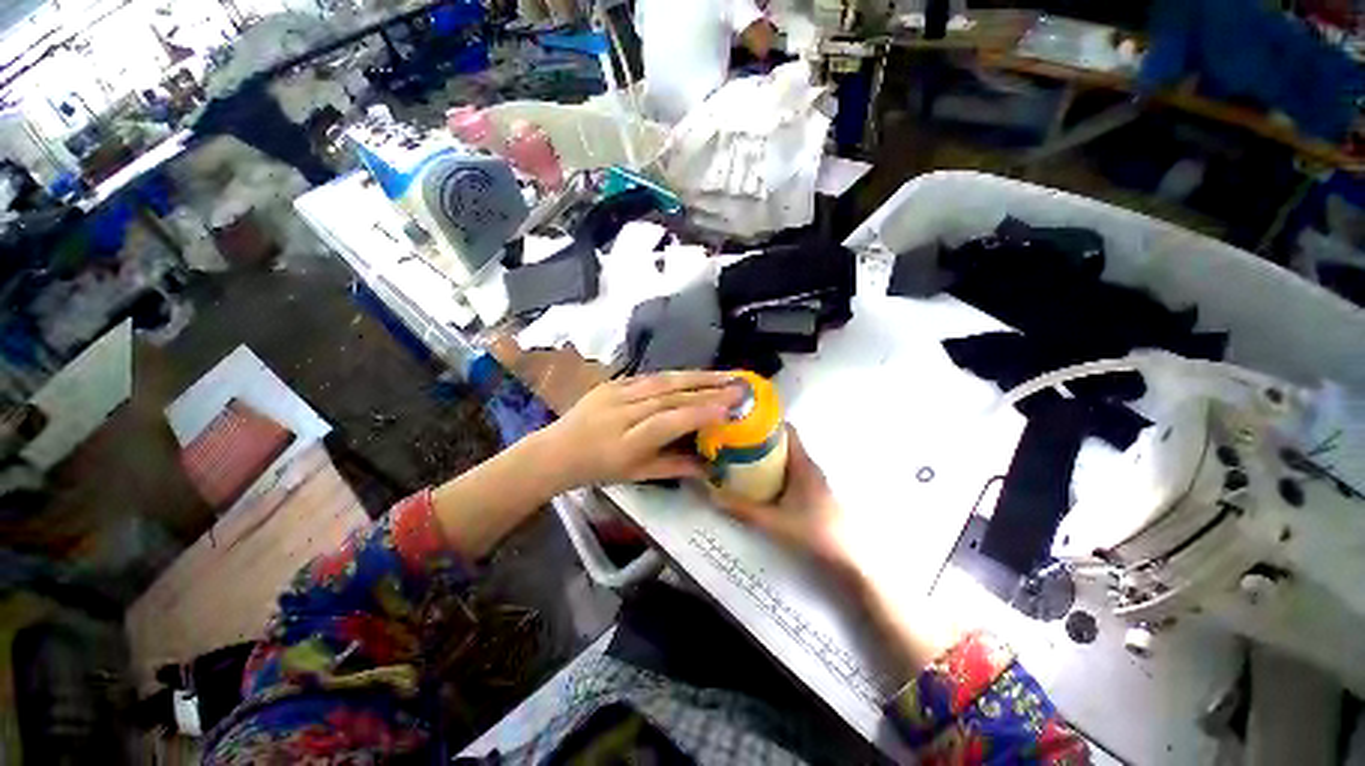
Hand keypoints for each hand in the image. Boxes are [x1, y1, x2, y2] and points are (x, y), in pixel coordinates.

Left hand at [537, 371, 740, 489]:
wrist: (558, 450)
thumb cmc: (599, 469)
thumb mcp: (637, 475)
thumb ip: (674, 467)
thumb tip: (709, 468)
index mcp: (628, 442)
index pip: (669, 422)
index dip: (699, 413)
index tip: (729, 407)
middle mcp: (623, 412)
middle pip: (669, 396)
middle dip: (707, 389)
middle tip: (737, 385)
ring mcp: (615, 393)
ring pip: (662, 380)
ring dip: (695, 376)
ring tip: (723, 375)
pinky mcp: (612, 383)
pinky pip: (649, 377)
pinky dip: (674, 375)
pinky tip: (694, 374)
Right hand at [709, 425, 854, 570]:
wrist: (847, 561)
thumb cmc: (813, 533)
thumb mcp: (773, 521)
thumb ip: (743, 509)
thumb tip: (713, 497)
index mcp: (803, 464)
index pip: (787, 430)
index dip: (766, 423)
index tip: (743, 423)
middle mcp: (809, 467)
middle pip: (783, 445)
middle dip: (759, 442)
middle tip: (734, 444)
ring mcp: (813, 481)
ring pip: (786, 460)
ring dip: (766, 459)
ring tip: (740, 461)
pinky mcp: (813, 494)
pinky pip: (790, 474)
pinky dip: (774, 473)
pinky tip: (758, 485)